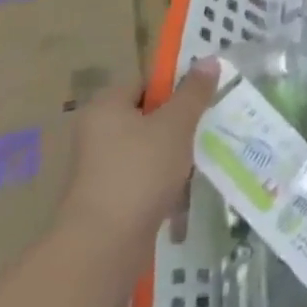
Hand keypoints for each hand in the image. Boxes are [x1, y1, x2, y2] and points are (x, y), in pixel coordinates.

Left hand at [60, 58, 220, 256]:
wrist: (103, 246)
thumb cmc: (140, 172)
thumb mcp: (176, 124)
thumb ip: (194, 92)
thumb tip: (208, 59)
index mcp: (106, 107)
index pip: (145, 83)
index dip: (176, 87)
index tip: (202, 99)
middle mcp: (97, 133)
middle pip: (148, 116)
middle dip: (179, 123)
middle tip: (207, 126)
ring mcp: (99, 168)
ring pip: (148, 148)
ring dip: (174, 153)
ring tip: (199, 159)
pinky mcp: (108, 198)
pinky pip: (142, 177)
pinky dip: (162, 180)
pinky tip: (183, 189)